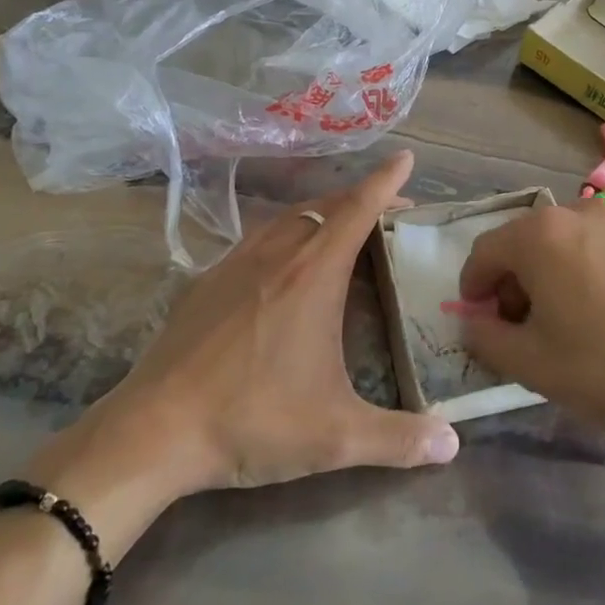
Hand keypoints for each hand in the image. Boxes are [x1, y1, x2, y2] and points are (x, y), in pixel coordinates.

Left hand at [26, 151, 457, 557]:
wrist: (152, 431)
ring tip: (339, 227)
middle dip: (361, 198)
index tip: (406, 158)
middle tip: (387, 208)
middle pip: (327, 206)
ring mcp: (236, 264)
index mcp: (315, 274)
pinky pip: (257, 238)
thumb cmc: (252, 420)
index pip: (359, 210)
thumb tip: (452, 446)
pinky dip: (284, 233)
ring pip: (289, 217)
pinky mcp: (206, 282)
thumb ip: (398, 439)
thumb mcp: (335, 437)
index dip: (386, 182)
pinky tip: (281, 263)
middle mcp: (279, 255)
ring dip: (321, 212)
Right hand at [460, 200, 604, 459]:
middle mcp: (577, 213)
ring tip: (558, 327)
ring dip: (544, 278)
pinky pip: (592, 249)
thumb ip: (486, 337)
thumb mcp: (530, 364)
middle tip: (518, 331)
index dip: (473, 287)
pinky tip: (595, 317)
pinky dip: (577, 273)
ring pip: (559, 245)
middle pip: (522, 243)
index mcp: (541, 234)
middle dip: (510, 283)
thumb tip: (473, 322)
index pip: (485, 251)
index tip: (477, 321)